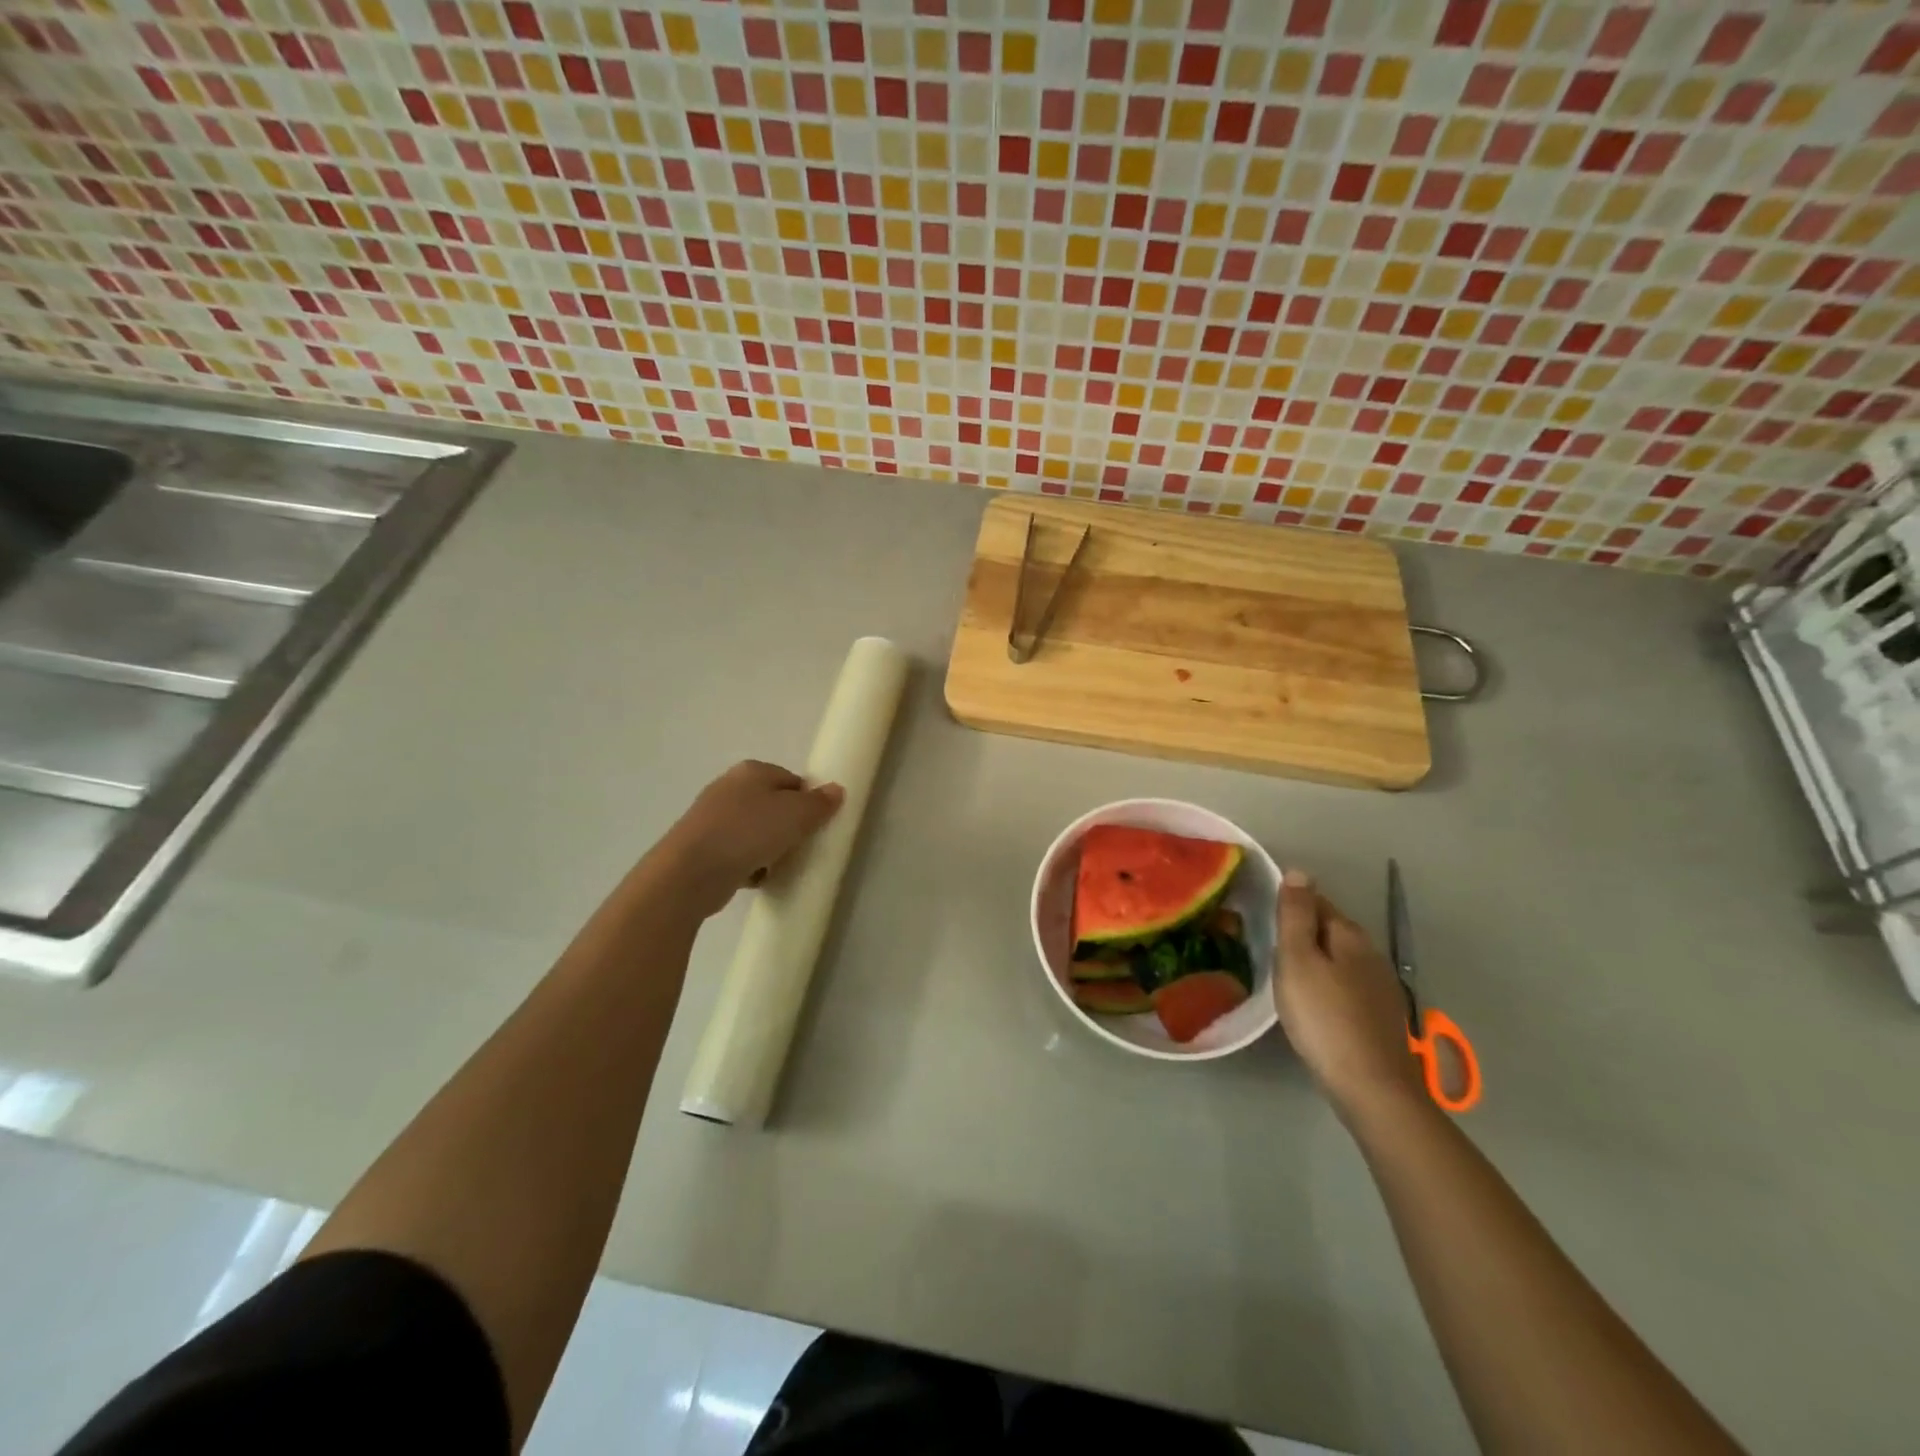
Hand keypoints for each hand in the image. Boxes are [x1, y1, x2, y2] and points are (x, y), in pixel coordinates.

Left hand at [653, 761, 843, 918]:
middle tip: (801, 846)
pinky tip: (757, 879)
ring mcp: (711, 818)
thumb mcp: (797, 815)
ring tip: (779, 866)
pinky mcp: (701, 847)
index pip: (791, 780)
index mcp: (752, 771)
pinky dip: (749, 864)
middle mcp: (729, 787)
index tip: (816, 825)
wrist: (691, 872)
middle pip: (772, 805)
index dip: (808, 801)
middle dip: (787, 826)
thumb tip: (836, 790)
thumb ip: (819, 803)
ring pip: (754, 830)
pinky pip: (737, 853)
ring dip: (769, 848)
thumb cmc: (749, 833)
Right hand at [1274, 871, 1426, 1119]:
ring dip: (1315, 960)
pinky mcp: (1380, 1018)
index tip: (1263, 916)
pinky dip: (1327, 985)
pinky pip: (1346, 986)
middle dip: (1303, 932)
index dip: (1290, 904)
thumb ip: (1296, 915)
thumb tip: (1299, 871)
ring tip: (1284, 974)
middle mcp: (1371, 954)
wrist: (1371, 1087)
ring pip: (1340, 960)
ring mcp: (1380, 988)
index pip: (1317, 902)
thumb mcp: (1298, 959)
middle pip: (1330, 930)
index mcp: (1350, 935)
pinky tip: (1312, 1003)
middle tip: (1268, 946)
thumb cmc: (1324, 1017)